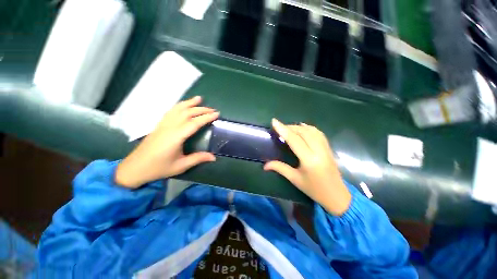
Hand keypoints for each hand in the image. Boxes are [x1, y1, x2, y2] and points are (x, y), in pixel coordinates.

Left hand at [115, 96, 218, 187]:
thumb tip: (214, 157)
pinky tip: (183, 105)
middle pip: (187, 113)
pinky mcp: (159, 125)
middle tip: (213, 109)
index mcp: (176, 137)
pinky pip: (170, 111)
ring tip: (199, 98)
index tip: (216, 114)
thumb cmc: (159, 168)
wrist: (135, 167)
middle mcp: (169, 127)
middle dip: (201, 109)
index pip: (194, 123)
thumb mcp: (181, 166)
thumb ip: (198, 159)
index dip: (206, 117)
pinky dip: (179, 105)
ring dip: (190, 103)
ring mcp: (163, 124)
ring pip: (178, 109)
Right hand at [264, 119, 350, 215]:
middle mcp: (319, 151)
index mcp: (309, 160)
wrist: (337, 196)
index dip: (283, 130)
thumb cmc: (314, 189)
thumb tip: (265, 165)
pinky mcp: (329, 148)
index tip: (274, 121)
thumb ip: (280, 168)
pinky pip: (318, 133)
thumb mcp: (295, 179)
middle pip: (303, 132)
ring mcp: (326, 148)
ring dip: (299, 127)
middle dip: (290, 127)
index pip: (294, 140)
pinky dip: (309, 128)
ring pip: (312, 131)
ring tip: (289, 128)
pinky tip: (303, 128)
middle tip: (280, 127)